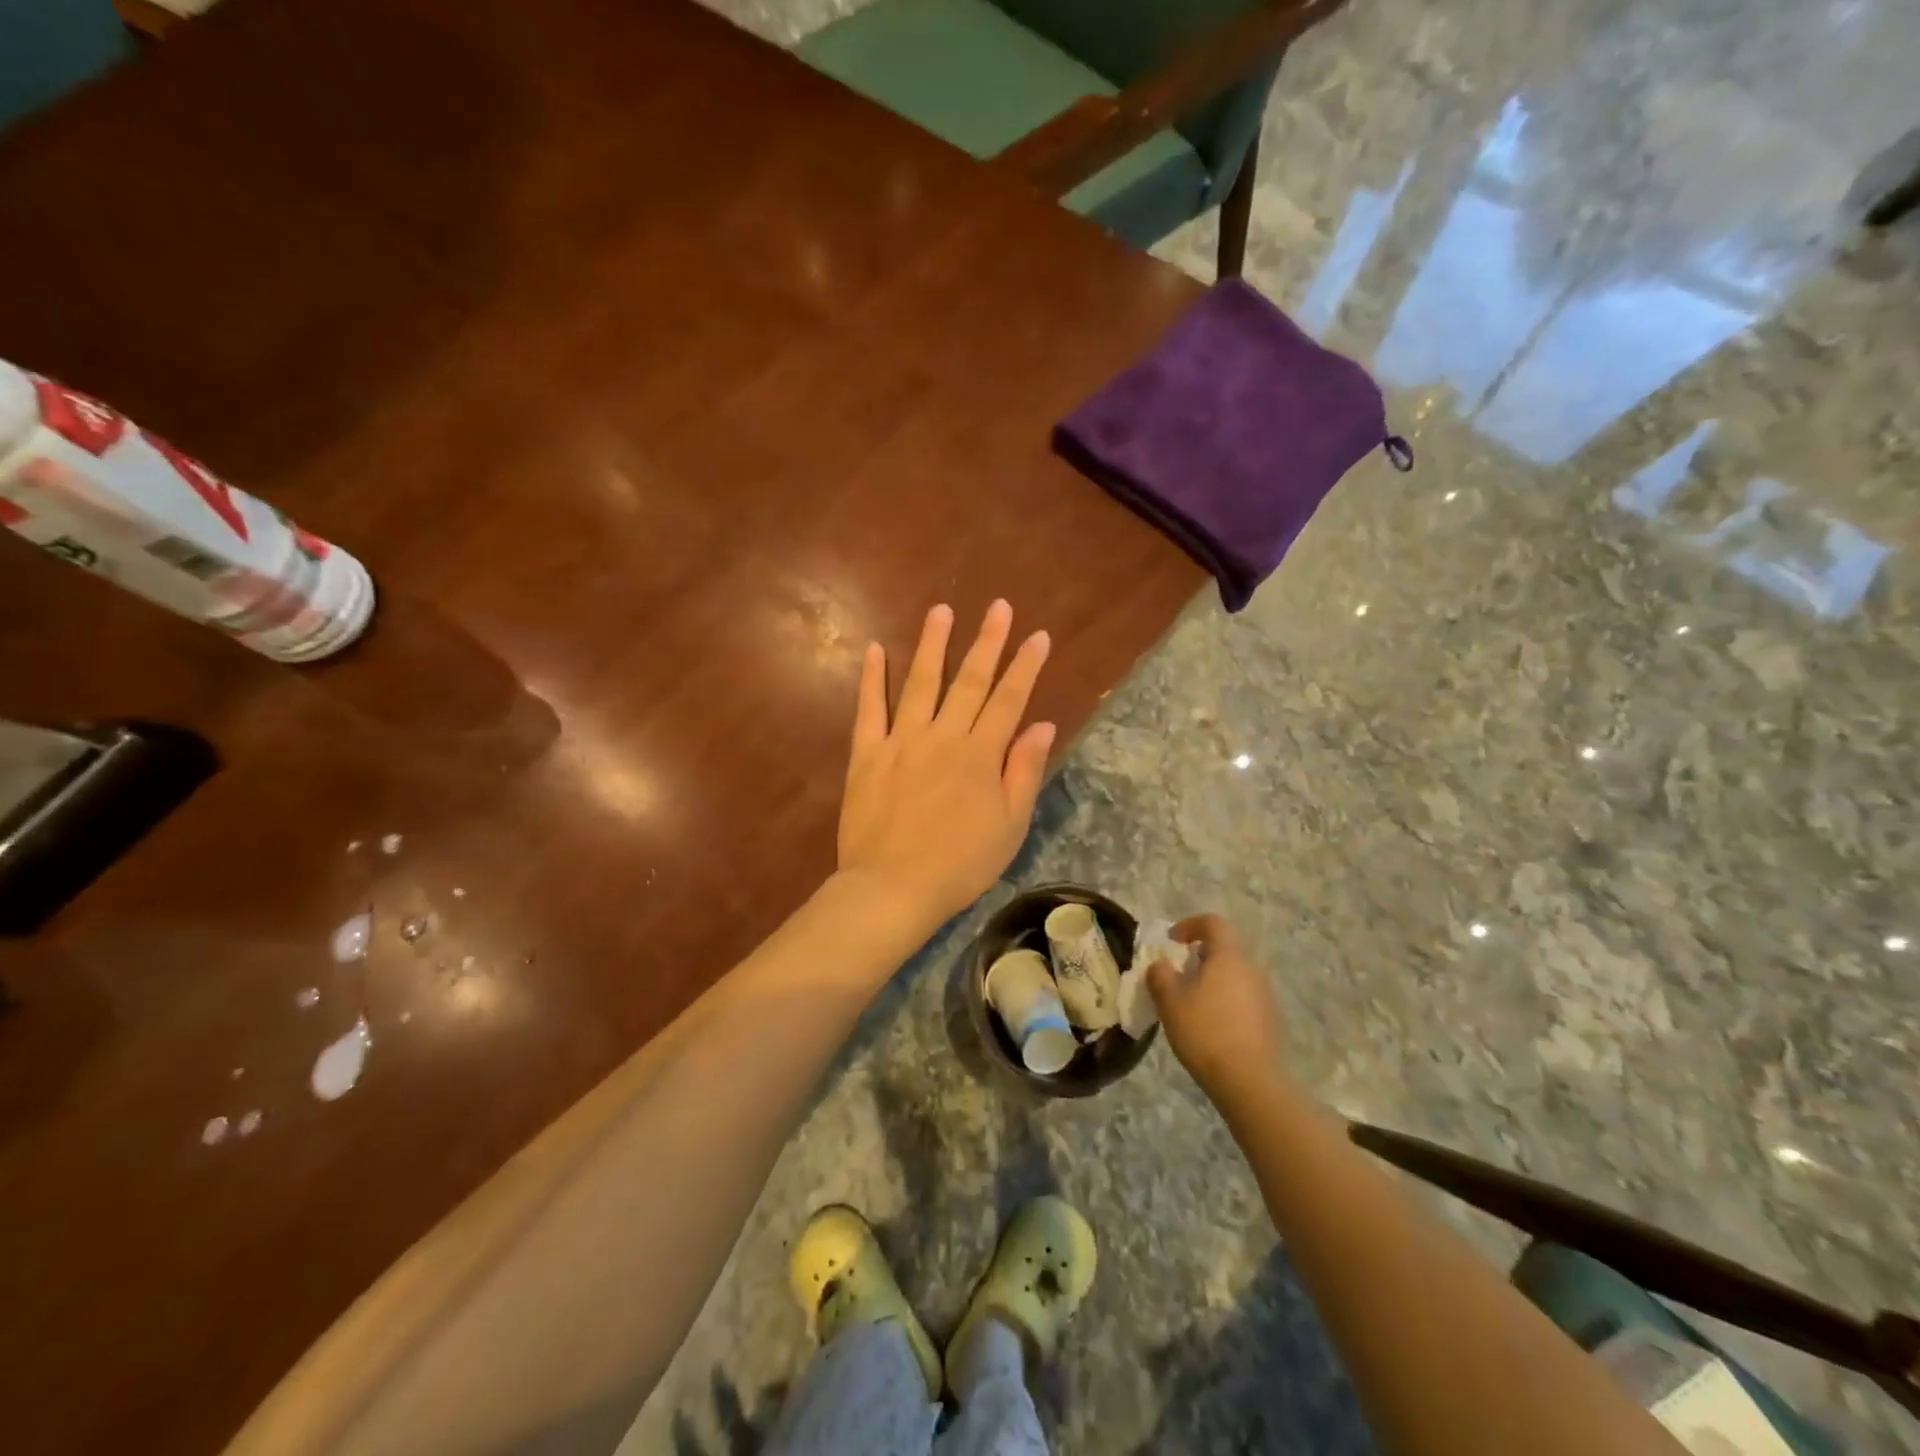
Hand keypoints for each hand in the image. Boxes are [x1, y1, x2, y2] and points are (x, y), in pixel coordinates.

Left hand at [837, 601, 1054, 935]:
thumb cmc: (960, 864)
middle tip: (998, 607)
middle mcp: (942, 736)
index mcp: (980, 754)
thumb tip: (1043, 725)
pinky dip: (871, 678)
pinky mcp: (866, 754)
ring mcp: (901, 741)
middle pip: (968, 681)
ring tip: (941, 611)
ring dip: (932, 645)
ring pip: (919, 683)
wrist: (893, 888)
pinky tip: (873, 649)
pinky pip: (869, 709)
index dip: (1025, 666)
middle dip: (987, 641)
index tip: (1038, 635)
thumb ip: (1024, 771)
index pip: (1009, 700)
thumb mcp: (1009, 825)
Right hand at [1148, 914, 1286, 1102]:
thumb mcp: (1169, 1000)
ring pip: (1233, 973)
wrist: (1249, 1081)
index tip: (1171, 942)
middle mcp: (1251, 969)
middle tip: (1176, 974)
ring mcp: (1263, 995)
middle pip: (1224, 948)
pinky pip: (1241, 996)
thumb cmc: (1205, 1031)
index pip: (1213, 923)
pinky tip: (1208, 1024)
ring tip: (1188, 1002)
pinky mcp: (1268, 1019)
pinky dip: (1222, 999)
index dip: (1189, 925)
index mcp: (1229, 956)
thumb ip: (1160, 975)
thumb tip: (1161, 965)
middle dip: (1197, 955)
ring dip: (1210, 979)